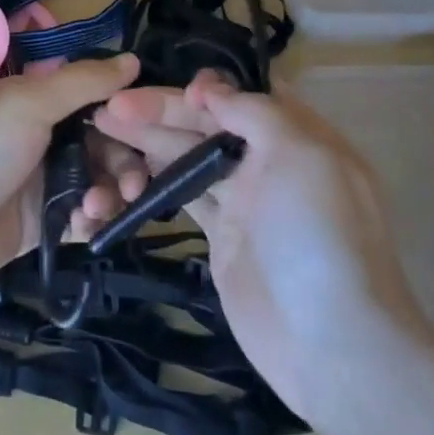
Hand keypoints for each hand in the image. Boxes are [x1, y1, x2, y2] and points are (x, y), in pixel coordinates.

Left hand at [0, 54, 144, 289]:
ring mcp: (47, 183)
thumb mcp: (29, 105)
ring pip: (101, 183)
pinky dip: (94, 221)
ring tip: (99, 205)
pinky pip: (86, 219)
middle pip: (108, 145)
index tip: (151, 130)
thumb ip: (83, 83)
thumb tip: (135, 59)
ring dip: (112, 193)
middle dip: (126, 162)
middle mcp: (49, 137)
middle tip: (133, 183)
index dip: (127, 113)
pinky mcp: (46, 225)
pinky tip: (86, 224)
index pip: (100, 100)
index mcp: (42, 102)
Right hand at [94, 70, 430, 422]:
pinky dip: (155, 178)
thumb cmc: (318, 237)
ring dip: (149, 138)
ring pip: (190, 156)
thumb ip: (255, 112)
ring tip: (102, 124)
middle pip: (209, 124)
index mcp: (297, 136)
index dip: (209, 88)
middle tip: (111, 106)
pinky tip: (124, 165)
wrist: (331, 345)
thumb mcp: (300, 155)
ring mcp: (245, 201)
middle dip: (162, 110)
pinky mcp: (222, 237)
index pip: (246, 95)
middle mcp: (270, 162)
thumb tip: (212, 90)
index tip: (177, 92)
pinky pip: (185, 195)